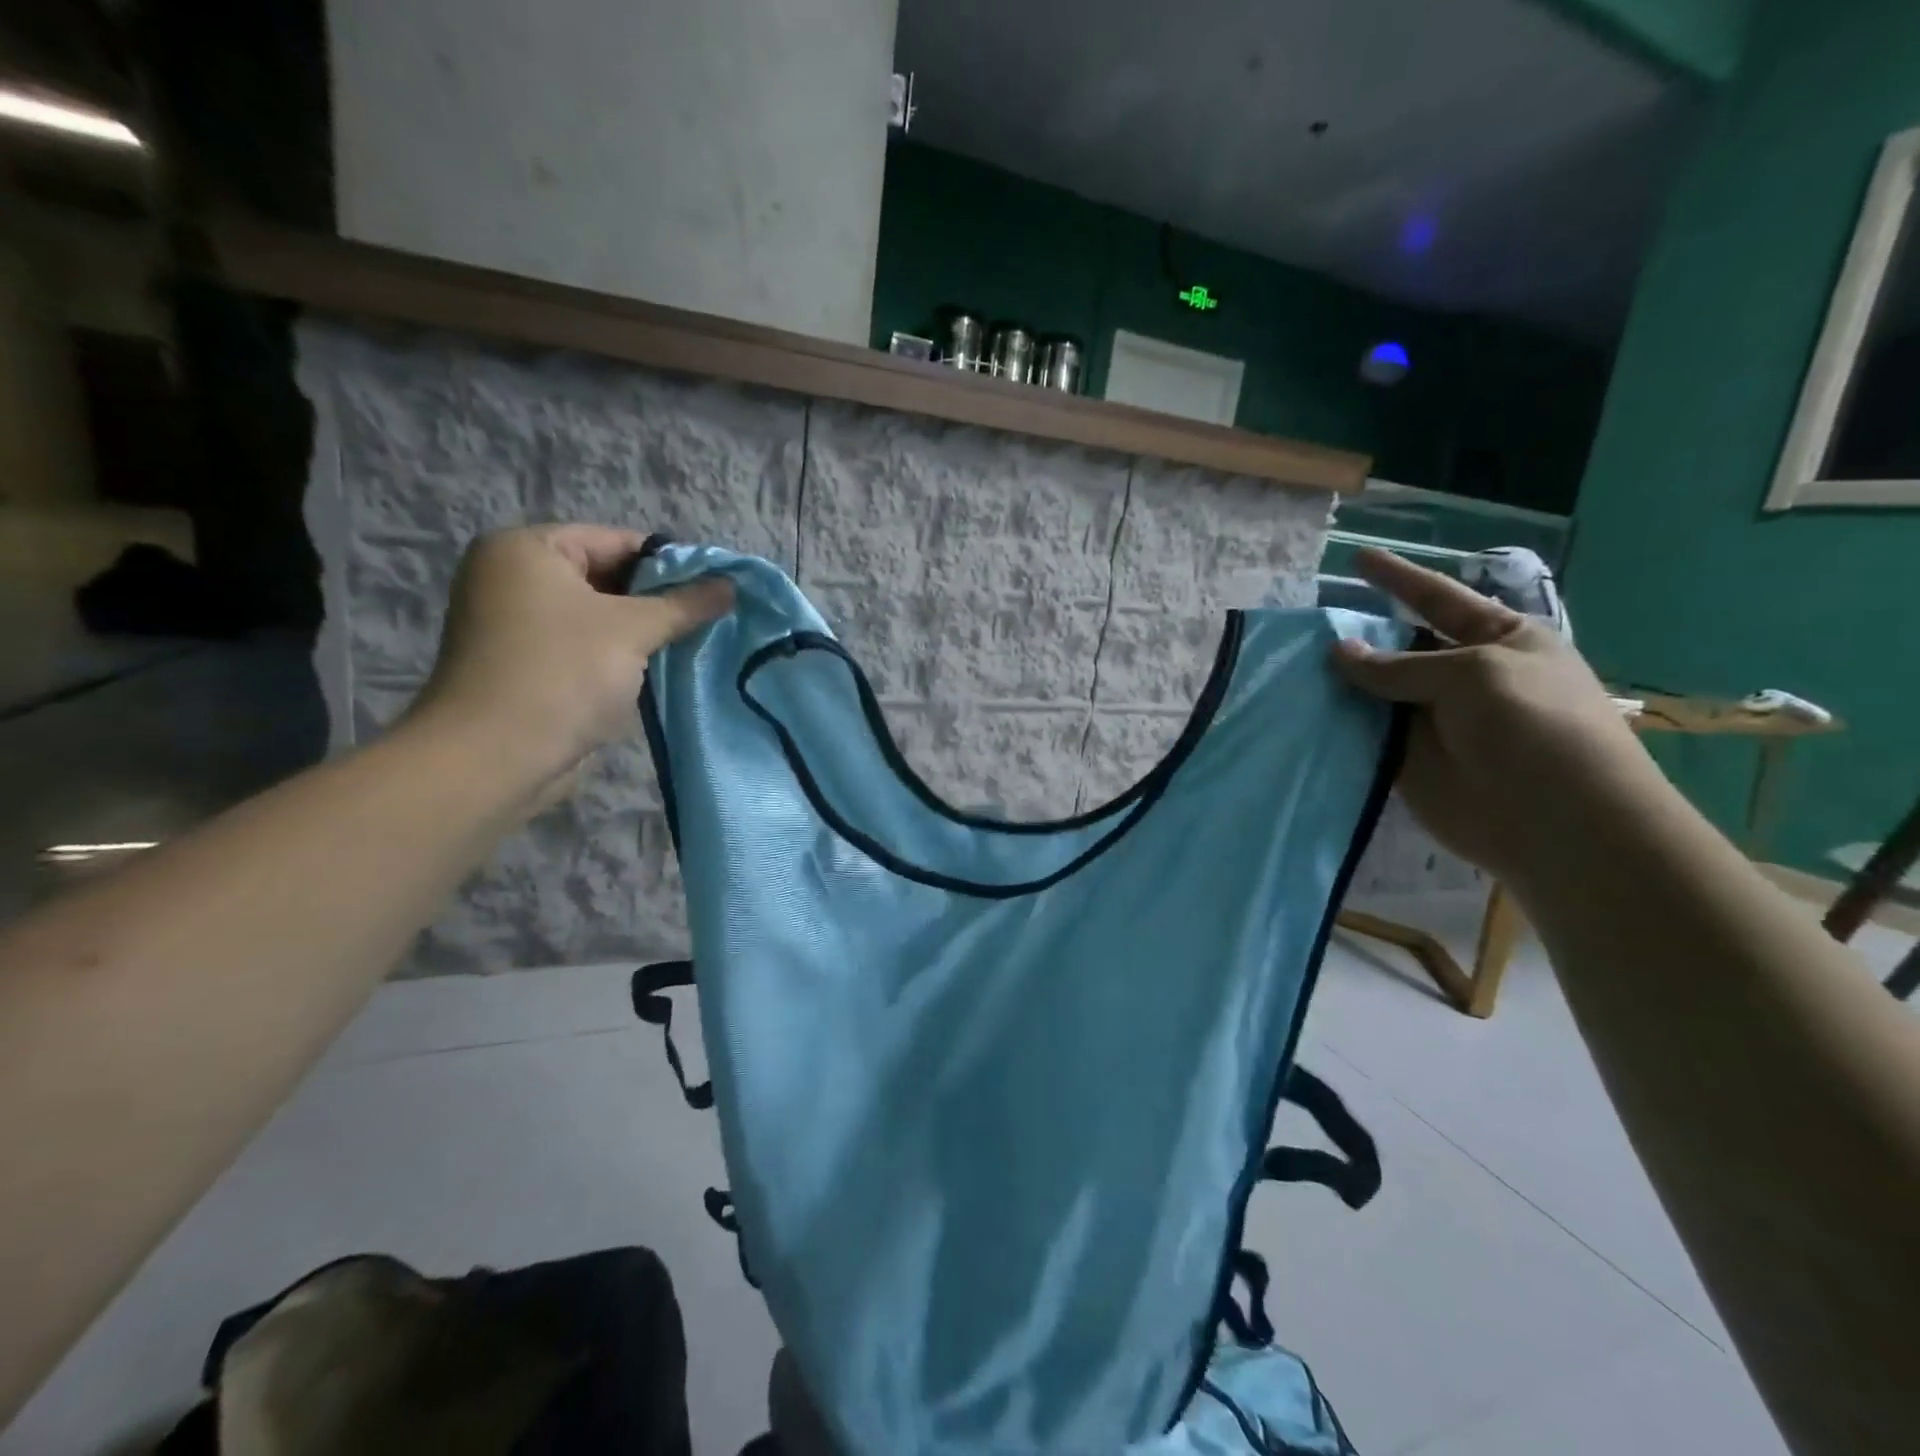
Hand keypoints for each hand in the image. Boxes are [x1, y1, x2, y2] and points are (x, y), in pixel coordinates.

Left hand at [408, 526, 731, 796]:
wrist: (495, 757)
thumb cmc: (562, 674)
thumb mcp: (633, 630)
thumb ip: (684, 604)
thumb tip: (731, 586)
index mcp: (527, 549)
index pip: (616, 541)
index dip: (671, 563)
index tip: (716, 588)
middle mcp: (513, 577)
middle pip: (607, 577)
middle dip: (659, 600)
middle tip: (710, 618)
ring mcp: (516, 624)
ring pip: (598, 616)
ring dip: (643, 632)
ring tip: (693, 643)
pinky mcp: (526, 665)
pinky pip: (584, 647)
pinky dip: (619, 655)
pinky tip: (659, 670)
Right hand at [1330, 548, 1656, 882]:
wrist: (1557, 823)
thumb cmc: (1534, 726)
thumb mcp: (1472, 675)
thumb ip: (1400, 665)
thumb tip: (1339, 652)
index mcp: (1498, 640)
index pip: (1437, 598)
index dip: (1397, 578)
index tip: (1356, 559)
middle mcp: (1462, 676)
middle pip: (1400, 646)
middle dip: (1359, 634)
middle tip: (1306, 624)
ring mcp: (1432, 720)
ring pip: (1375, 692)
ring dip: (1340, 681)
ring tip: (1289, 663)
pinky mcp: (1407, 760)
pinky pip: (1365, 734)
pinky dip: (1337, 724)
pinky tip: (1300, 709)